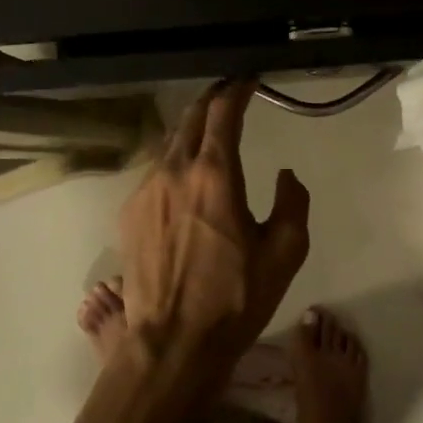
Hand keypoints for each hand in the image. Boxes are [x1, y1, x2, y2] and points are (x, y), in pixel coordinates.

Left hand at [117, 80, 310, 402]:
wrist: (173, 343)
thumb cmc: (235, 298)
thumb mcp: (285, 252)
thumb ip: (292, 202)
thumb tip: (285, 175)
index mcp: (214, 174)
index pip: (223, 112)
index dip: (237, 89)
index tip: (248, 79)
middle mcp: (174, 172)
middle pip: (191, 117)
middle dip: (212, 100)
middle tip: (231, 94)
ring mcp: (145, 191)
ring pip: (170, 144)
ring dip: (192, 130)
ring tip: (210, 132)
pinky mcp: (129, 214)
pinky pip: (156, 172)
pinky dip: (175, 162)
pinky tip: (186, 179)